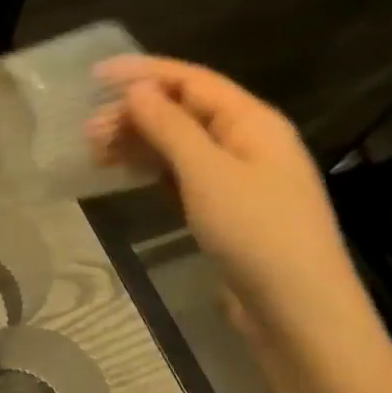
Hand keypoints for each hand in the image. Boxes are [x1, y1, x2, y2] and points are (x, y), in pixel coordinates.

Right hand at [88, 56, 391, 392]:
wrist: (302, 320)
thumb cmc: (257, 235)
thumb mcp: (207, 173)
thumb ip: (169, 125)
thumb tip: (137, 89)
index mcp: (253, 121)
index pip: (191, 80)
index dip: (142, 72)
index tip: (95, 75)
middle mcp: (248, 141)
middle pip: (183, 110)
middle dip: (134, 113)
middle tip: (89, 133)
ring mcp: (240, 178)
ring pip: (179, 142)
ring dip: (138, 140)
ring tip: (96, 153)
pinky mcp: (229, 210)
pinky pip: (183, 173)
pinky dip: (152, 167)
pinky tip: (125, 173)